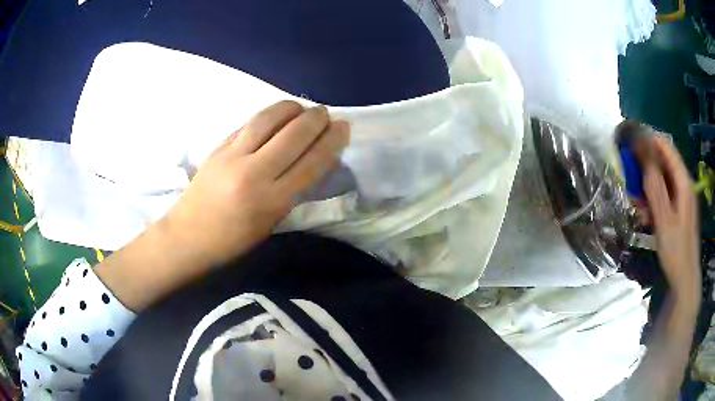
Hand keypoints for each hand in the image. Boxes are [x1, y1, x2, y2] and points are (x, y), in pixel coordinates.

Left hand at [160, 101, 349, 265]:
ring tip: (301, 108)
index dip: (332, 141)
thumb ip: (292, 190)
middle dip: (316, 119)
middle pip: (294, 134)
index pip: (311, 161)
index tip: (343, 127)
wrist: (187, 236)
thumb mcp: (271, 222)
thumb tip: (312, 159)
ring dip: (290, 108)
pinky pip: (248, 124)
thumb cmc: (232, 241)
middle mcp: (254, 173)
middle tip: (325, 113)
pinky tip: (275, 116)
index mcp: (272, 201)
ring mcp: (233, 156)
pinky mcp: (218, 147)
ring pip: (268, 119)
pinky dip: (267, 116)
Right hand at [643, 137, 699, 301]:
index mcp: (683, 181)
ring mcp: (682, 196)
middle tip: (629, 175)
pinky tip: (645, 213)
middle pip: (663, 160)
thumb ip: (655, 186)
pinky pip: (664, 194)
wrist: (685, 279)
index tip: (629, 143)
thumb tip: (643, 154)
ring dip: (648, 184)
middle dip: (645, 164)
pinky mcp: (679, 208)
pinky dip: (653, 198)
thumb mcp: (664, 220)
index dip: (647, 140)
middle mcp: (684, 183)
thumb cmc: (676, 250)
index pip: (665, 146)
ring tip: (636, 201)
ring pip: (663, 178)